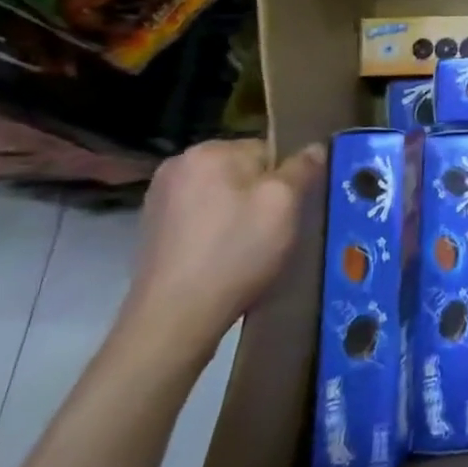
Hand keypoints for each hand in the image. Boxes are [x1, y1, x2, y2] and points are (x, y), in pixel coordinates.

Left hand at [118, 139, 325, 363]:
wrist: (174, 319)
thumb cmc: (236, 252)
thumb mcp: (285, 204)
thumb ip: (303, 168)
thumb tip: (316, 147)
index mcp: (209, 151)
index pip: (268, 149)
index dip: (287, 179)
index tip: (291, 210)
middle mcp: (178, 165)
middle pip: (243, 170)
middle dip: (261, 195)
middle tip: (273, 231)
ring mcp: (159, 198)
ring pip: (222, 194)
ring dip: (239, 213)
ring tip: (249, 248)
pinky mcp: (151, 229)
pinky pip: (201, 216)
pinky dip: (216, 231)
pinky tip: (223, 257)